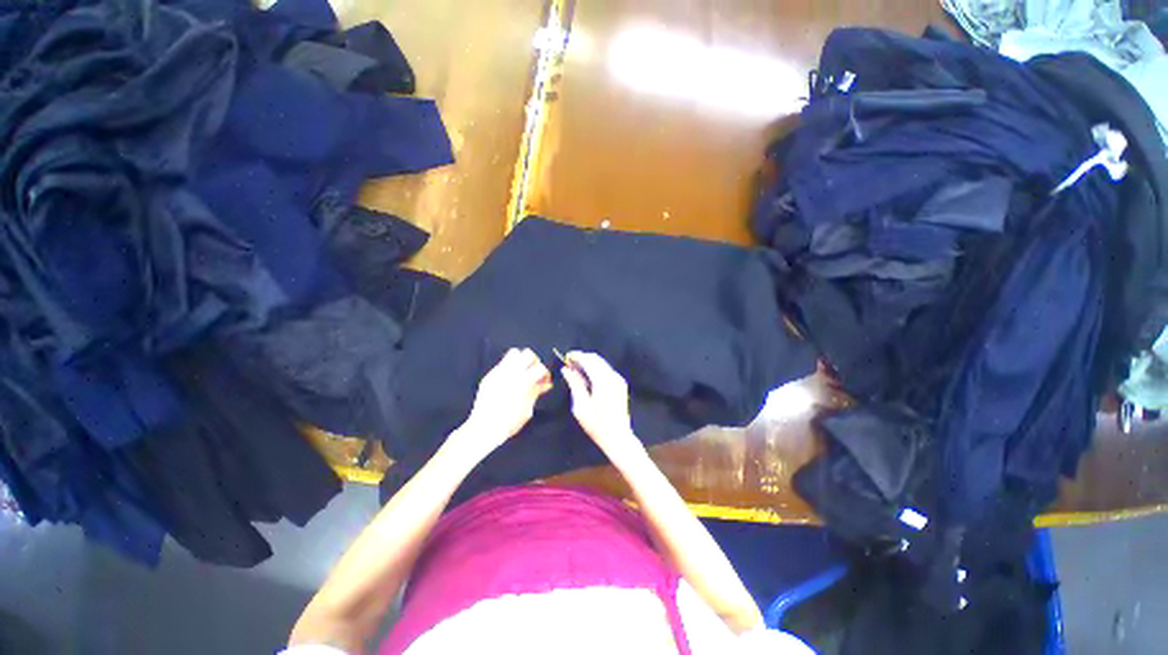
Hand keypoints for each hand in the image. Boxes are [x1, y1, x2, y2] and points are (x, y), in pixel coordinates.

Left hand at [454, 348, 552, 460]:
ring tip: (522, 372)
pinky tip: (510, 380)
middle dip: (534, 362)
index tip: (545, 381)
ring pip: (513, 353)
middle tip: (534, 372)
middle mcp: (511, 372)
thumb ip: (536, 392)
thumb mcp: (528, 409)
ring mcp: (498, 372)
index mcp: (523, 381)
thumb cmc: (510, 422)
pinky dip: (509, 367)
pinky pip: (502, 364)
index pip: (540, 368)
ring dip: (521, 360)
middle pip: (528, 354)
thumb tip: (545, 384)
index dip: (546, 374)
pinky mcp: (489, 376)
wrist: (484, 428)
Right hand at [560, 352, 645, 466]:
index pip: (589, 360)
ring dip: (589, 363)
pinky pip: (606, 370)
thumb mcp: (581, 406)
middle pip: (596, 358)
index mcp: (603, 381)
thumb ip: (575, 384)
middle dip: (582, 358)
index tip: (566, 357)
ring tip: (575, 370)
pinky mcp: (621, 384)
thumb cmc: (597, 425)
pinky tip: (587, 377)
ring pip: (601, 363)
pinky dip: (595, 369)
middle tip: (569, 364)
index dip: (576, 356)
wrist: (618, 437)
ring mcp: (619, 379)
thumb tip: (566, 369)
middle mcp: (613, 376)